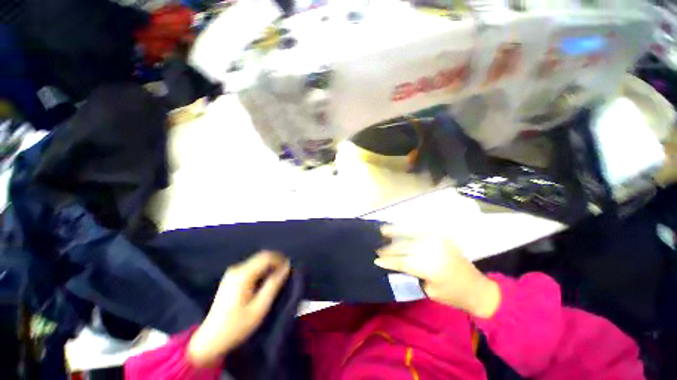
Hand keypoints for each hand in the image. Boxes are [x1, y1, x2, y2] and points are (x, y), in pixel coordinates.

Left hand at [188, 251, 289, 366]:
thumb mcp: (260, 307)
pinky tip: (264, 282)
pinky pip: (251, 267)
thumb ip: (274, 285)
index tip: (289, 269)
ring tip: (277, 279)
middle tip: (285, 274)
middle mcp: (237, 269)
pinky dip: (262, 270)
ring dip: (269, 266)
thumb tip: (287, 267)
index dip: (280, 260)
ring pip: (257, 261)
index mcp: (243, 275)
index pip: (266, 257)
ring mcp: (232, 272)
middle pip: (261, 256)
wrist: (210, 340)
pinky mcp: (231, 277)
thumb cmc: (237, 326)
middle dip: (276, 262)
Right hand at [375, 226, 499, 317]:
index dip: (388, 261)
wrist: (477, 288)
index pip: (403, 261)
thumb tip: (394, 264)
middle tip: (377, 248)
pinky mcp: (441, 236)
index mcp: (431, 267)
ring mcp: (438, 240)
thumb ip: (411, 274)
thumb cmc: (452, 295)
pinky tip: (398, 228)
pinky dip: (407, 229)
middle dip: (389, 248)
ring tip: (383, 231)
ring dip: (395, 233)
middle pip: (404, 246)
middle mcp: (433, 250)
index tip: (376, 260)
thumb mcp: (428, 290)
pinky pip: (420, 230)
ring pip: (410, 234)